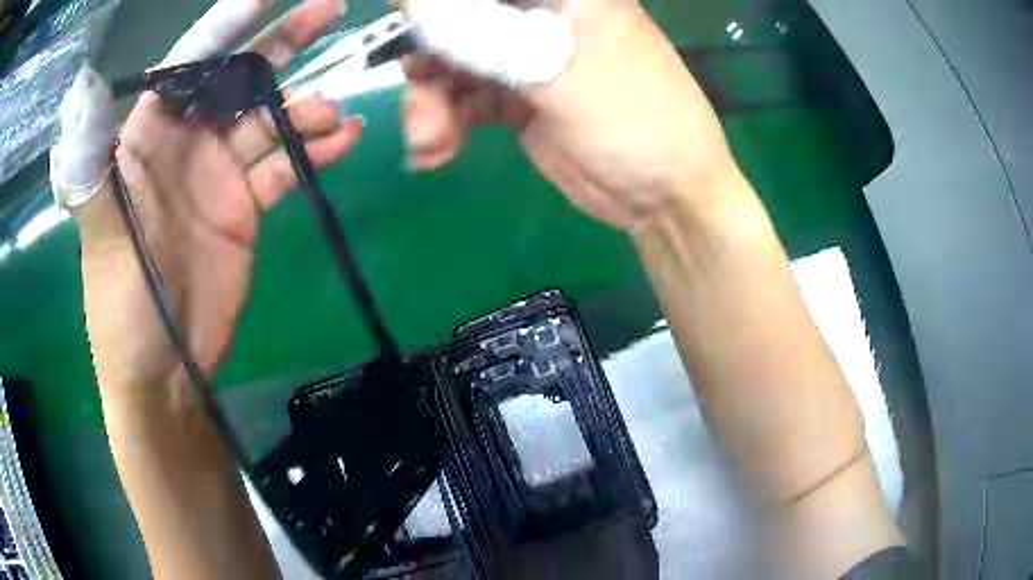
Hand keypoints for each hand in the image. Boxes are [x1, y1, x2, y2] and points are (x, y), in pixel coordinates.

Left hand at [76, 0, 359, 402]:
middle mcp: (185, 143)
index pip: (189, 63)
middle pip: (236, 79)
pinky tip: (341, 142)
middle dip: (280, 42)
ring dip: (304, 108)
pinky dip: (313, 153)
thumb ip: (92, 161)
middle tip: (328, 11)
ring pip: (268, 120)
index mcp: (147, 137)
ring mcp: (218, 174)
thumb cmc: (122, 302)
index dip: (228, 24)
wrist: (164, 369)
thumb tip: (81, 89)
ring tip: (331, 110)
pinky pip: (284, 167)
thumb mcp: (100, 232)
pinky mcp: (245, 206)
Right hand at [402, 0, 742, 231]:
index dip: (436, 7)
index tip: (410, 31)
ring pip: (451, 62)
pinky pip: (462, 98)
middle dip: (428, 58)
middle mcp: (540, 16)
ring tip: (429, 141)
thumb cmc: (635, 121)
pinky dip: (443, 123)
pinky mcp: (516, 96)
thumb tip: (416, 8)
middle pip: (457, 19)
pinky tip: (436, 151)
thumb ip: (488, 40)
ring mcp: (525, 56)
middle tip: (419, 94)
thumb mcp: (560, 75)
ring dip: (430, 101)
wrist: (663, 196)